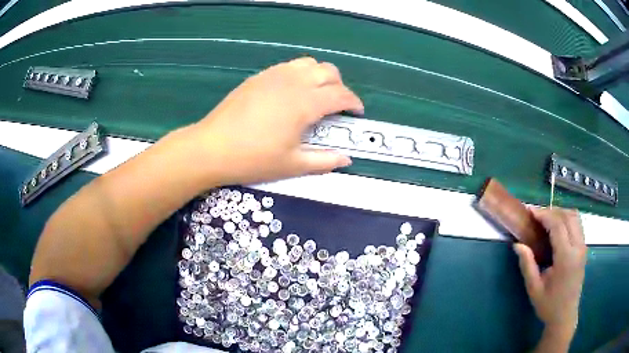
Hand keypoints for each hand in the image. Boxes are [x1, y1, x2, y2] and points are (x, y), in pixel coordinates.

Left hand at [191, 57, 363, 184]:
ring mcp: (275, 75)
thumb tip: (346, 160)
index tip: (357, 113)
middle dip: (340, 86)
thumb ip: (324, 160)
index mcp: (306, 103)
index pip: (342, 95)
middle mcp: (294, 82)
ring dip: (320, 76)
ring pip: (309, 63)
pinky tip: (291, 92)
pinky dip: (300, 73)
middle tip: (336, 106)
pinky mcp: (260, 76)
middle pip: (329, 71)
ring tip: (315, 95)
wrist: (212, 147)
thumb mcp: (292, 165)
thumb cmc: (254, 158)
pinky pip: (289, 66)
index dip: (354, 103)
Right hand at [514, 208, 586, 334]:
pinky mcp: (584, 248)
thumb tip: (517, 245)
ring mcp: (583, 247)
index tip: (530, 211)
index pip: (557, 225)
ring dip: (560, 213)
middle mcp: (578, 247)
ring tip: (546, 219)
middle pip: (568, 216)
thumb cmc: (548, 305)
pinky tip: (557, 227)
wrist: (564, 316)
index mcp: (566, 258)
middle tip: (537, 215)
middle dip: (551, 211)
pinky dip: (567, 219)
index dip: (544, 214)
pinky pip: (577, 224)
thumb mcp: (534, 288)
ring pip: (575, 217)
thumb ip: (527, 265)